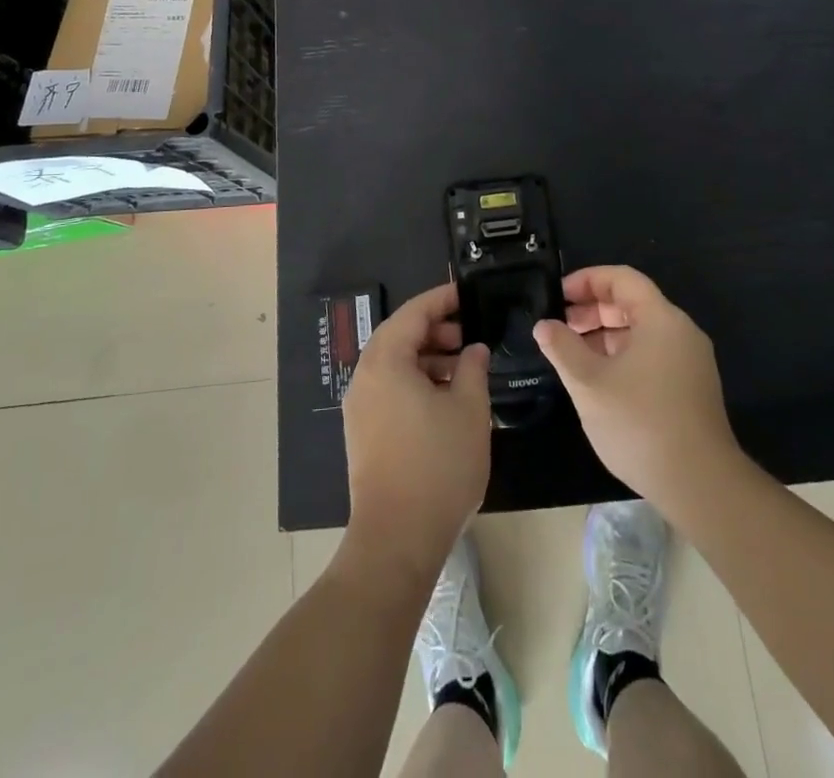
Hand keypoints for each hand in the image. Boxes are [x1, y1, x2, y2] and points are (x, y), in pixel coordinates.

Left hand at [342, 283, 492, 575]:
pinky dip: (415, 381)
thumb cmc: (438, 465)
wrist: (397, 538)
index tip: (469, 294)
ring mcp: (360, 406)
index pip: (414, 312)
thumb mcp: (469, 409)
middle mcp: (365, 376)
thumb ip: (474, 368)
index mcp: (386, 361)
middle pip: (400, 335)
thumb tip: (473, 349)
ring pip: (395, 364)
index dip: (443, 299)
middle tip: (470, 335)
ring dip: (428, 358)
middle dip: (436, 330)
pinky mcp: (363, 431)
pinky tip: (445, 399)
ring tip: (464, 368)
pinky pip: (389, 388)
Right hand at [534, 266, 739, 509]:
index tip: (558, 296)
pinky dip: (622, 356)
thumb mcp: (589, 383)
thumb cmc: (640, 423)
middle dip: (592, 309)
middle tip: (559, 326)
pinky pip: (652, 355)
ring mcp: (690, 362)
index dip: (587, 280)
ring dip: (604, 335)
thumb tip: (544, 325)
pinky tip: (599, 379)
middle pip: (633, 303)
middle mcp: (681, 332)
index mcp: (661, 319)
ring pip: (641, 332)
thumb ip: (562, 348)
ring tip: (572, 354)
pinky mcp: (691, 389)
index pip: (622, 279)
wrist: (700, 485)